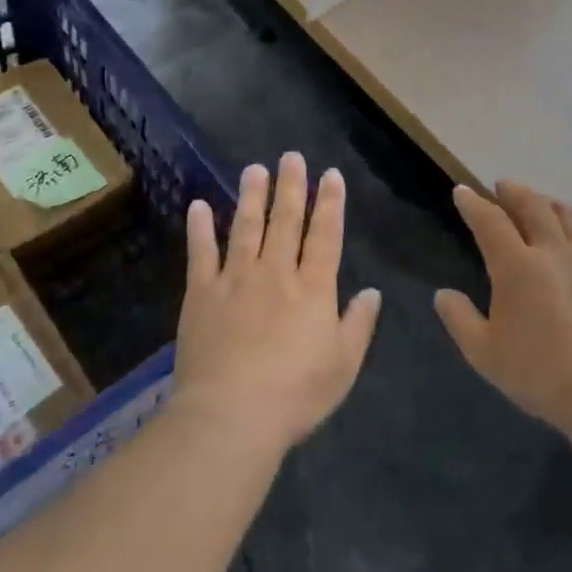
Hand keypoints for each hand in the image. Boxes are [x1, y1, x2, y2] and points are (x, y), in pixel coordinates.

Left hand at [174, 154, 381, 453]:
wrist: (232, 416)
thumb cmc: (295, 394)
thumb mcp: (343, 365)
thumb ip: (358, 324)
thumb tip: (372, 292)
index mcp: (313, 288)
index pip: (325, 235)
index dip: (330, 203)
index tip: (330, 174)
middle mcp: (276, 273)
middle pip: (286, 221)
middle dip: (292, 186)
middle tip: (291, 156)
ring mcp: (236, 279)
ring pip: (246, 227)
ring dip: (252, 195)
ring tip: (255, 168)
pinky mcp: (202, 293)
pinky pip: (201, 253)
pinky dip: (200, 228)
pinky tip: (199, 205)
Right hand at [436, 183, 571, 436]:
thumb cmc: (538, 372)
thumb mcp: (483, 353)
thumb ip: (459, 319)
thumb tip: (443, 294)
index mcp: (516, 265)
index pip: (489, 221)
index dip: (473, 203)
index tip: (462, 191)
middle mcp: (552, 250)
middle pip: (532, 206)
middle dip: (513, 192)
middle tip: (503, 187)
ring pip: (568, 217)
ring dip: (549, 204)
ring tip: (541, 203)